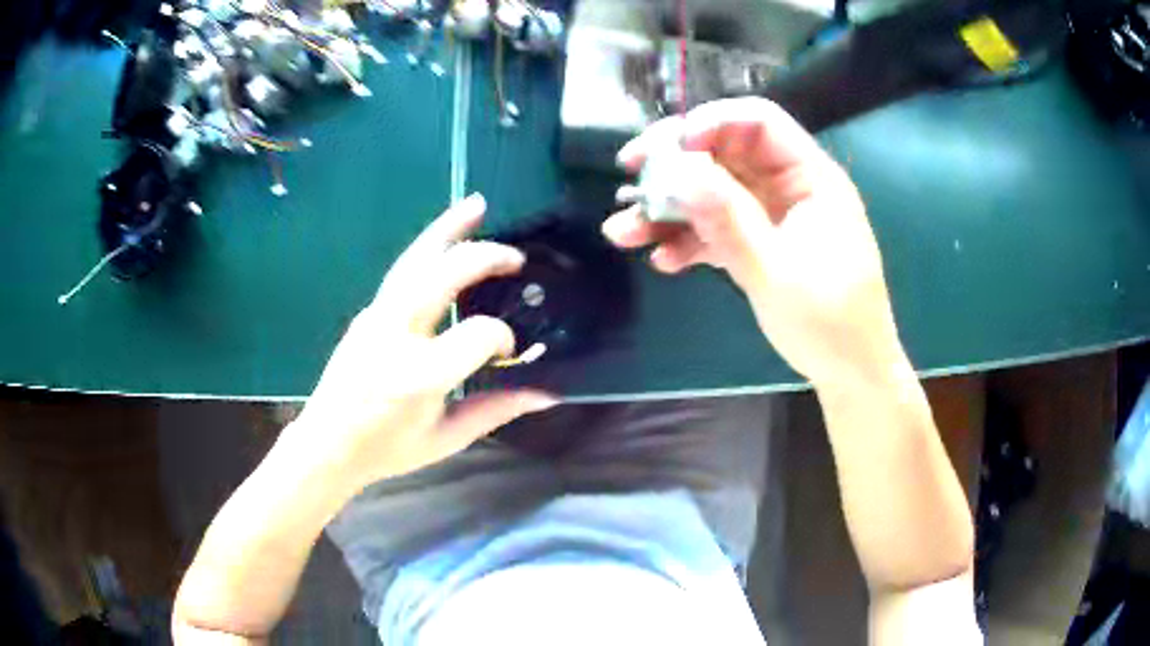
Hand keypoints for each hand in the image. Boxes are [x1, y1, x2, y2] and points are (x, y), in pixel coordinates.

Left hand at [284, 194, 557, 492]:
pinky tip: (446, 242)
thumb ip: (496, 410)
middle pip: (442, 276)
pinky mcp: (367, 312)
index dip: (503, 338)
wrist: (327, 444)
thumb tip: (547, 392)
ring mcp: (376, 318)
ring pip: (414, 260)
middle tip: (516, 256)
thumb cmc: (387, 449)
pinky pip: (403, 273)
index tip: (510, 351)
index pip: (478, 335)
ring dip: (447, 229)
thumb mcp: (446, 438)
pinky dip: (429, 249)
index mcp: (419, 376)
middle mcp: (395, 336)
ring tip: (475, 204)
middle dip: (483, 257)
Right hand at [604, 98, 905, 387]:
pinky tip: (661, 260)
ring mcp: (771, 217)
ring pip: (714, 194)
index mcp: (810, 178)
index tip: (667, 149)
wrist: (849, 373)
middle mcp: (788, 187)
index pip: (758, 122)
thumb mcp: (776, 271)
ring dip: (670, 210)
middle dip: (675, 166)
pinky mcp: (759, 245)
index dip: (710, 124)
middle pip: (725, 154)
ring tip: (624, 232)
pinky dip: (687, 241)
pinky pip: (717, 229)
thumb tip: (677, 171)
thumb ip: (728, 220)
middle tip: (630, 178)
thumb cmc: (831, 323)